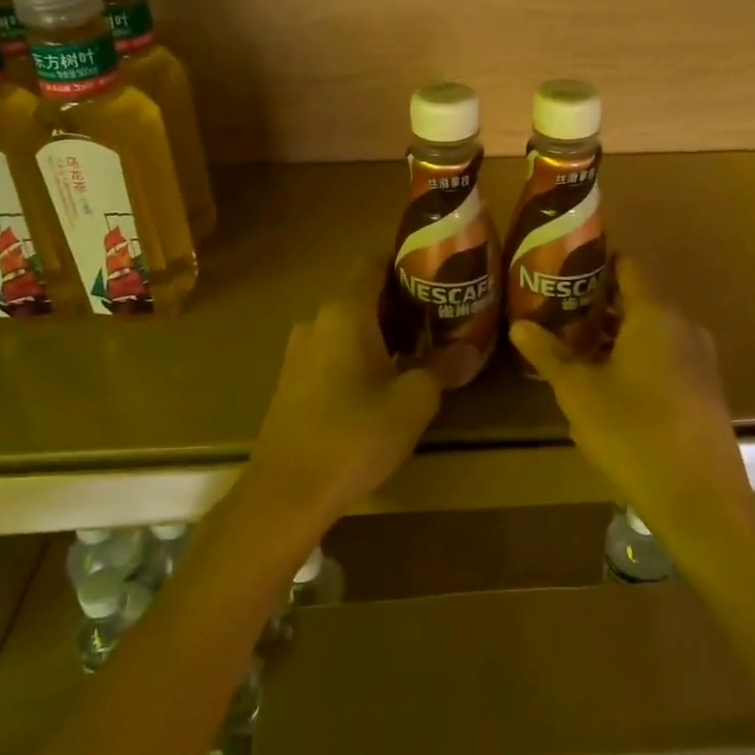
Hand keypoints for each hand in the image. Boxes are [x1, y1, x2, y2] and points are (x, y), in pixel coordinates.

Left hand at [244, 258, 442, 527]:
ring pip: (347, 324)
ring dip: (381, 330)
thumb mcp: (413, 401)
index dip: (405, 261)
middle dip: (401, 301)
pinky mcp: (292, 381)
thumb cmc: (355, 435)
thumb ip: (442, 367)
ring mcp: (299, 352)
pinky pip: (332, 349)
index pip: (373, 262)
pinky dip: (360, 352)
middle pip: (362, 293)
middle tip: (440, 315)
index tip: (437, 273)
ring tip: (419, 349)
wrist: (286, 493)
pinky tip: (383, 382)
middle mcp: (317, 321)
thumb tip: (469, 350)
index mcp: (344, 312)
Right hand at [512, 258, 751, 542]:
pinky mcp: (704, 390)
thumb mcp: (579, 392)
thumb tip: (519, 325)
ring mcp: (699, 359)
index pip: (626, 267)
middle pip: (637, 300)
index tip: (563, 270)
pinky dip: (636, 358)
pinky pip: (665, 357)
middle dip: (597, 304)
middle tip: (558, 311)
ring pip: (650, 332)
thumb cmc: (633, 432)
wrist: (700, 499)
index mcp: (654, 314)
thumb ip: (549, 354)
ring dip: (615, 335)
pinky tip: (608, 385)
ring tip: (575, 348)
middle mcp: (683, 326)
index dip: (596, 263)